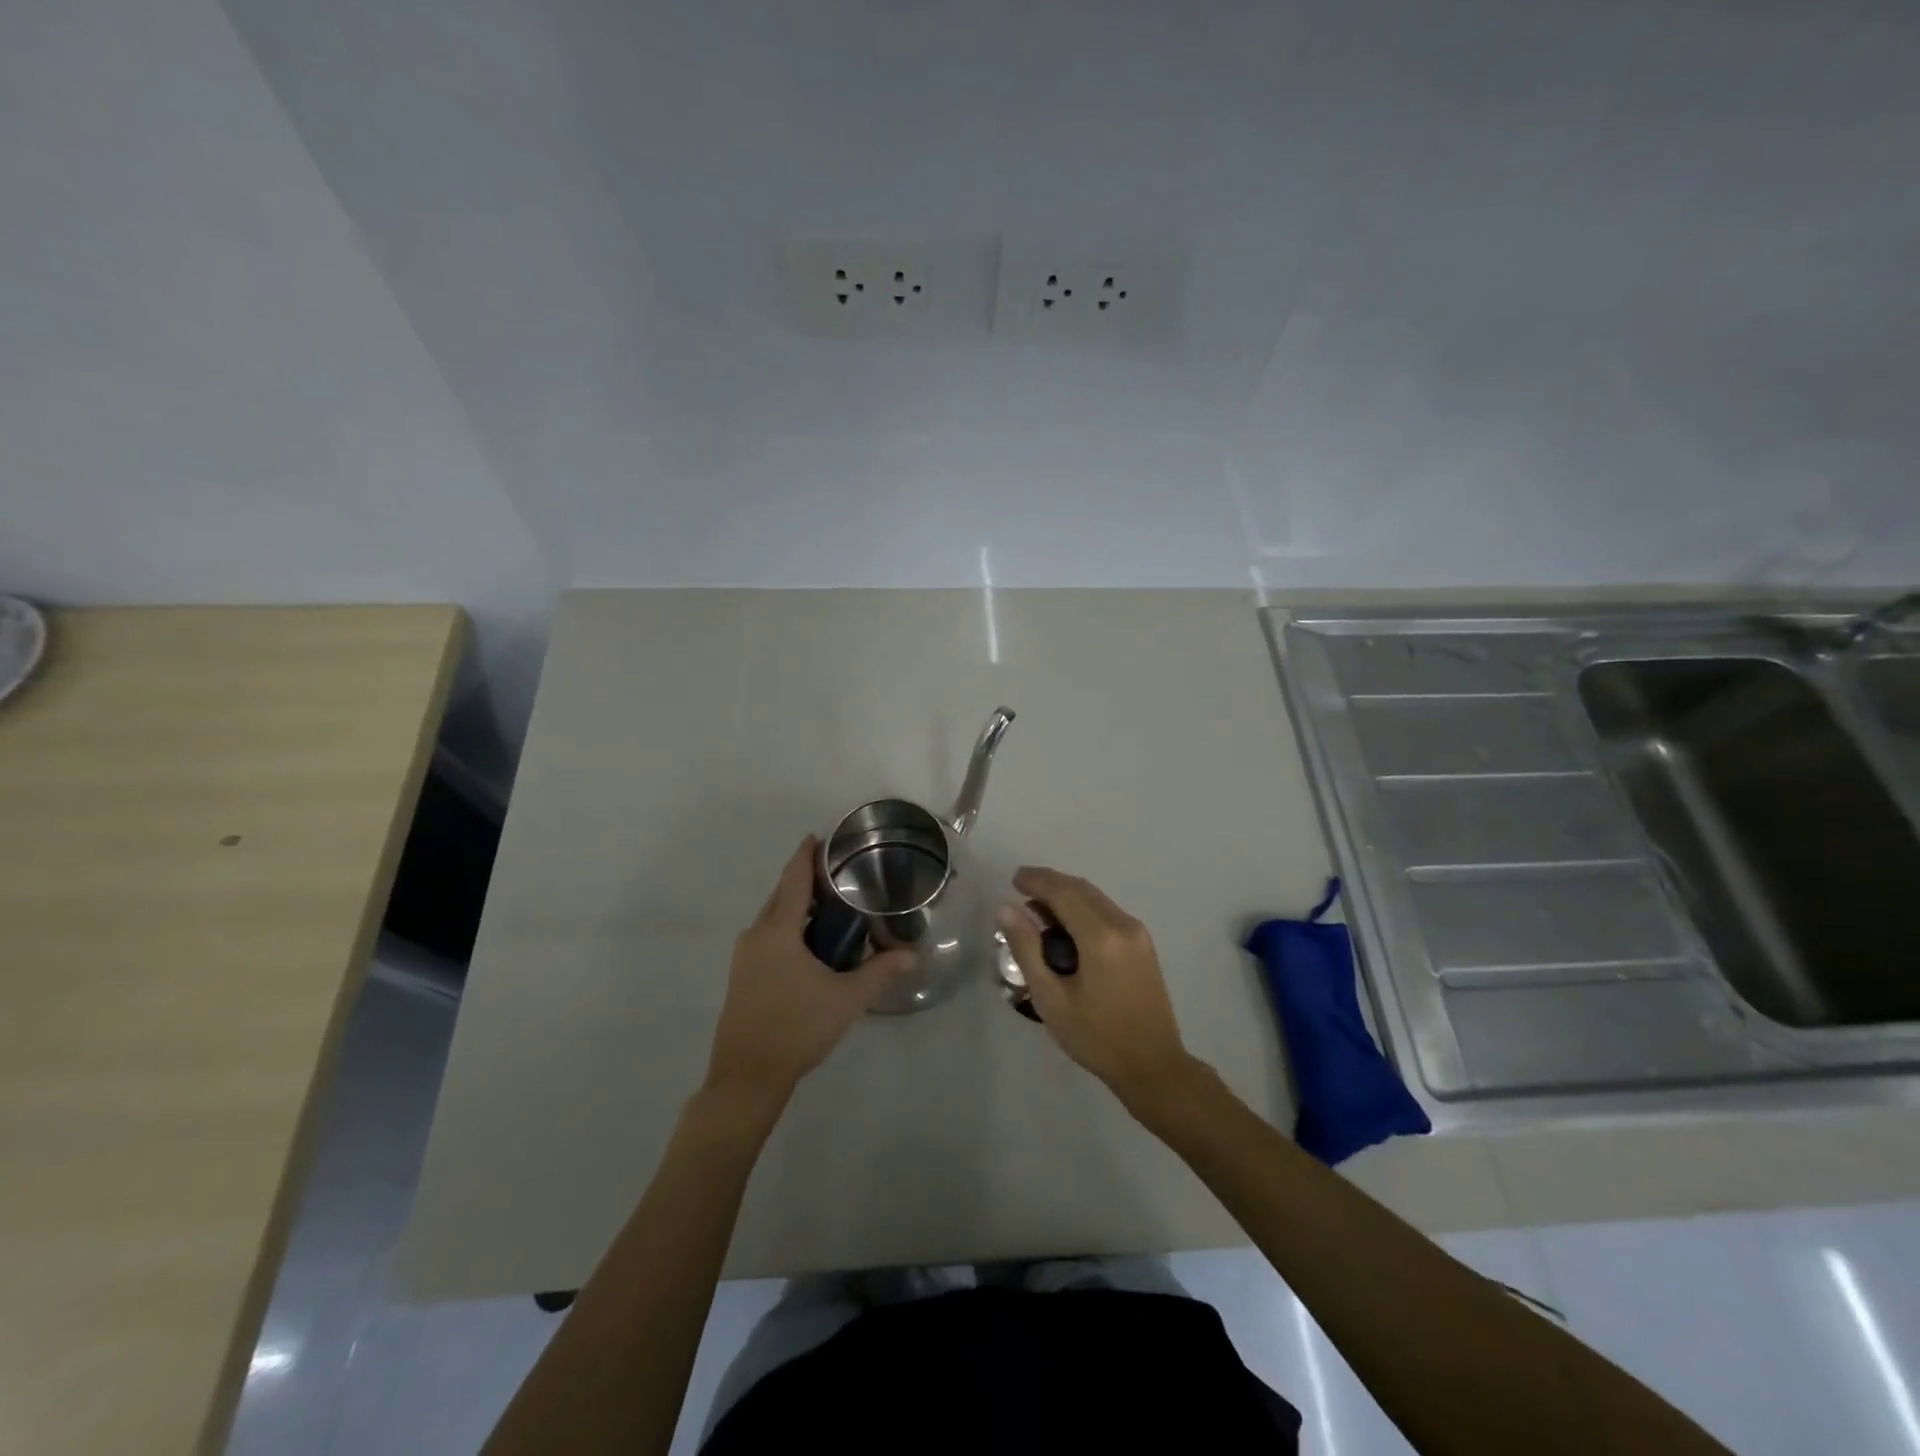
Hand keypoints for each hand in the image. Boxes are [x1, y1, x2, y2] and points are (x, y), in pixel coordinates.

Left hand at [703, 837, 914, 1114]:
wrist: (746, 1077)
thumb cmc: (796, 1029)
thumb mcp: (846, 999)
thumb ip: (880, 972)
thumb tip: (914, 955)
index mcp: (778, 930)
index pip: (794, 878)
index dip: (808, 854)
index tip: (823, 836)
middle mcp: (756, 934)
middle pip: (783, 894)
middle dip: (809, 879)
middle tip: (844, 873)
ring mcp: (745, 956)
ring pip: (776, 916)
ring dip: (801, 906)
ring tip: (836, 906)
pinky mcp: (744, 975)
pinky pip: (770, 936)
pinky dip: (792, 927)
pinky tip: (815, 943)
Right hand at [997, 866, 1197, 1108]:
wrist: (1154, 1066)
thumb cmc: (1096, 1037)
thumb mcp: (1051, 998)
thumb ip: (1027, 949)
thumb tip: (1006, 909)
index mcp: (1100, 936)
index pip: (1063, 892)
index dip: (1037, 880)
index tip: (1014, 879)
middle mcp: (1123, 925)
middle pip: (1082, 888)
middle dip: (1050, 882)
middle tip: (1021, 887)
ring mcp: (1138, 933)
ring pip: (1096, 898)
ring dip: (1067, 894)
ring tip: (1038, 907)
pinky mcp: (1143, 945)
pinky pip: (1107, 912)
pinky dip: (1083, 908)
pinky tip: (1066, 925)